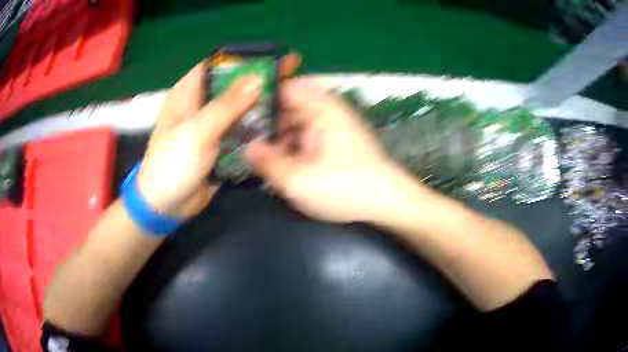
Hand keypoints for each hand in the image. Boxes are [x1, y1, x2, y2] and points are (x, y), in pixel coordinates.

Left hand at [138, 54, 300, 217]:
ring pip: (239, 108)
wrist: (165, 206)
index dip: (243, 58)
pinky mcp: (220, 145)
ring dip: (261, 105)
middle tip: (290, 75)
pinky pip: (241, 130)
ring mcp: (211, 125)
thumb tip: (257, 78)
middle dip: (259, 81)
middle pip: (232, 85)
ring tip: (291, 99)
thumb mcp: (197, 132)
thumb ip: (226, 106)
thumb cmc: (172, 165)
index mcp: (187, 93)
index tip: (272, 57)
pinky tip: (279, 125)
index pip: (217, 65)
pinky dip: (257, 128)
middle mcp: (200, 105)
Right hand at [244, 78, 413, 222]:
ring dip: (284, 139)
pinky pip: (312, 135)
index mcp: (319, 109)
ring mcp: (337, 125)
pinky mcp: (342, 140)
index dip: (263, 98)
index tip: (245, 117)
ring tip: (270, 162)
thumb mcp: (297, 180)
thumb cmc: (344, 187)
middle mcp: (329, 110)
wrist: (388, 201)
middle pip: (290, 106)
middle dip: (270, 125)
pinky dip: (298, 147)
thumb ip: (267, 162)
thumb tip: (247, 148)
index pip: (286, 87)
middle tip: (254, 147)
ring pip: (300, 123)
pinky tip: (292, 167)